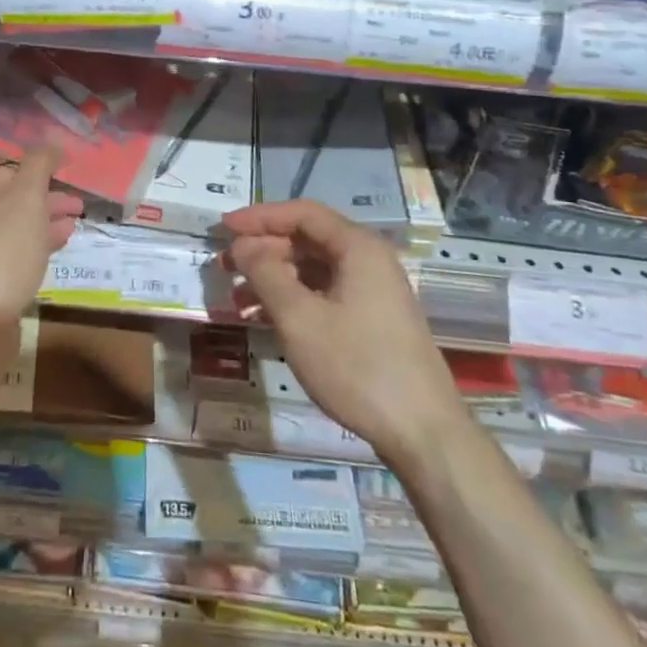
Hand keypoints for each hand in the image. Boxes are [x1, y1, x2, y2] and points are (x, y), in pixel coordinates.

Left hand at [0, 141, 81, 333]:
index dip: (13, 149)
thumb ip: (39, 165)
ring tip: (77, 211)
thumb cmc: (0, 251)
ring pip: (8, 213)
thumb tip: (51, 144)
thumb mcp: (26, 200)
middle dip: (37, 182)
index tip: (46, 157)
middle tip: (71, 186)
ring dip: (42, 208)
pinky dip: (35, 234)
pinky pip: (9, 239)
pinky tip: (64, 235)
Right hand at [220, 199, 455, 453]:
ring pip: (314, 270)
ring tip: (237, 298)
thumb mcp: (299, 317)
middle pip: (308, 239)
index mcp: (358, 248)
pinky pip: (324, 294)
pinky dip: (293, 299)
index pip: (302, 213)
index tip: (224, 228)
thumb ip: (265, 272)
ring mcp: (373, 292)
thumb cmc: (356, 366)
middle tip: (225, 265)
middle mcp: (369, 261)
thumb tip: (243, 245)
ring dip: (274, 277)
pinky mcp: (372, 321)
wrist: (423, 433)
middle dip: (263, 249)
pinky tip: (264, 319)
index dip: (260, 217)